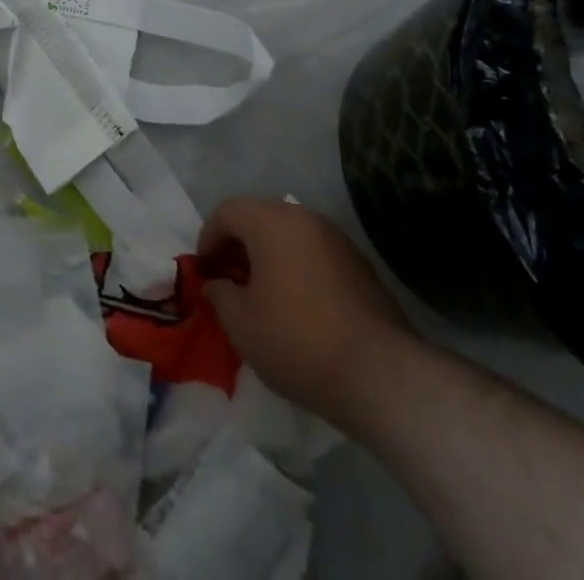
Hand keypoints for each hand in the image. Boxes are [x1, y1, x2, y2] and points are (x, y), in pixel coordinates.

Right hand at [197, 197, 411, 416]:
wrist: (378, 373)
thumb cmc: (297, 341)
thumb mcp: (242, 325)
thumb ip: (220, 296)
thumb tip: (216, 284)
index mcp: (270, 222)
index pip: (228, 211)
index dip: (209, 236)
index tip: (205, 269)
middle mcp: (303, 217)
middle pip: (259, 215)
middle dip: (239, 242)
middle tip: (230, 277)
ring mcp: (335, 237)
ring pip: (290, 232)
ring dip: (270, 252)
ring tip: (264, 291)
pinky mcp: (359, 262)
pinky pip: (315, 250)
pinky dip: (297, 264)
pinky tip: (299, 301)